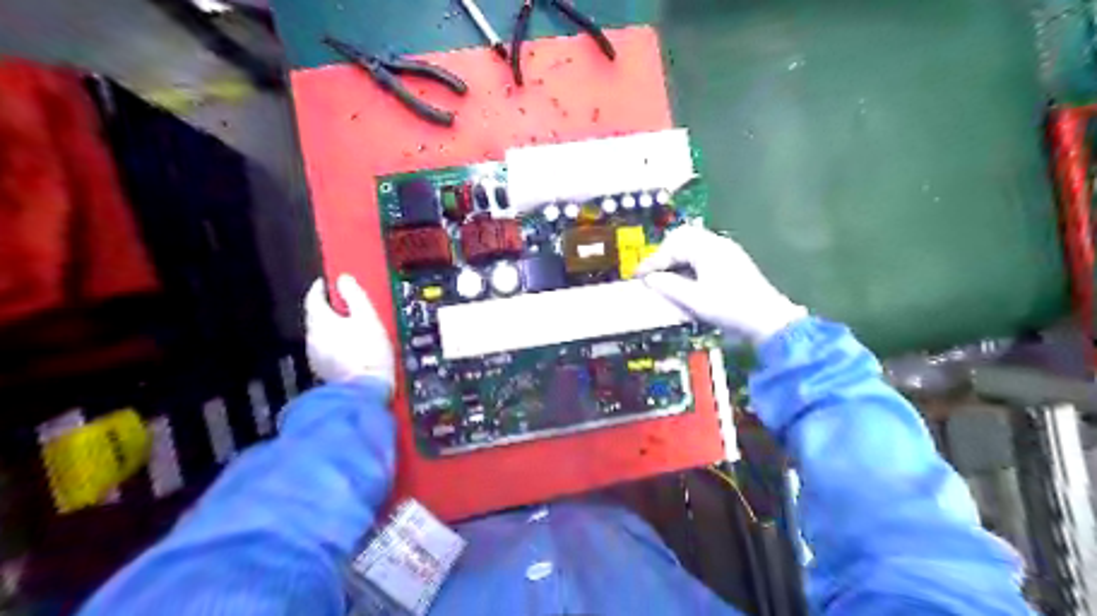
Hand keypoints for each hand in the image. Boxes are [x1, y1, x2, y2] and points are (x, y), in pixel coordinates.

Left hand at [303, 273, 394, 390]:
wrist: (365, 390)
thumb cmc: (368, 351)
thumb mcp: (368, 317)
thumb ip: (355, 295)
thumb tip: (343, 278)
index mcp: (320, 321)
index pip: (313, 298)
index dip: (321, 288)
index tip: (331, 283)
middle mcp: (311, 337)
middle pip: (316, 317)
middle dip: (329, 309)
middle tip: (347, 305)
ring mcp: (315, 356)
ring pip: (321, 334)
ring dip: (333, 328)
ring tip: (353, 328)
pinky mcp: (323, 370)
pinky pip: (326, 349)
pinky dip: (335, 343)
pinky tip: (350, 348)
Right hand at [634, 227, 801, 343]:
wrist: (769, 320)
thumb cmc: (731, 309)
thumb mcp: (695, 301)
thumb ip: (669, 287)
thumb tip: (650, 279)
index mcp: (707, 250)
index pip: (672, 248)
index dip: (653, 262)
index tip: (639, 276)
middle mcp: (717, 244)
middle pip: (682, 237)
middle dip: (664, 253)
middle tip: (652, 272)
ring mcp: (727, 251)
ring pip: (693, 243)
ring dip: (676, 256)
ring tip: (665, 276)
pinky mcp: (732, 261)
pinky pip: (703, 252)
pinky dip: (688, 261)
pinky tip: (685, 278)